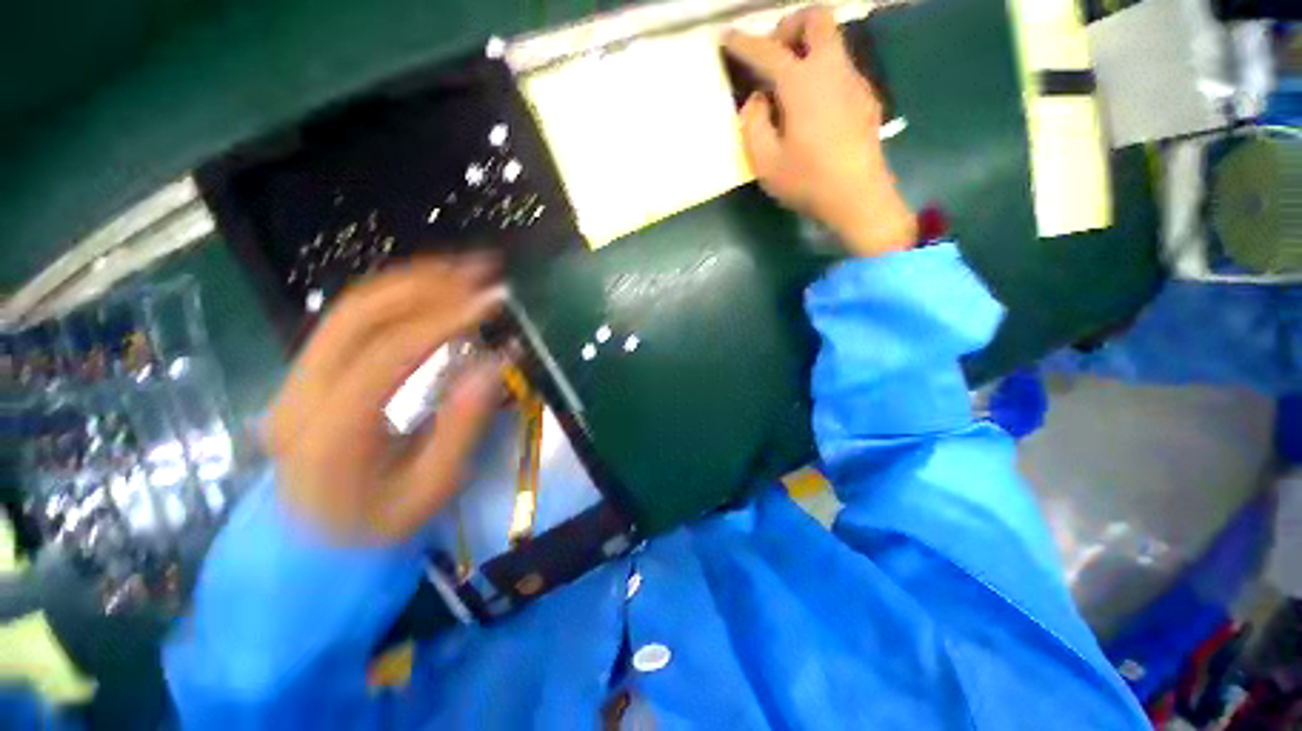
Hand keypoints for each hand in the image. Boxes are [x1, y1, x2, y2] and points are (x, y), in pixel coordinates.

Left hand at [265, 258, 505, 543]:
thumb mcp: (433, 486)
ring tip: (464, 269)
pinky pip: (351, 320)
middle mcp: (300, 393)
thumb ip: (464, 423)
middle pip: (358, 315)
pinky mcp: (308, 372)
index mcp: (330, 433)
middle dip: (426, 284)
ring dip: (412, 281)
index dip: (444, 321)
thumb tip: (495, 360)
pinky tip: (433, 290)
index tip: (492, 301)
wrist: (310, 543)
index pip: (388, 354)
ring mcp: (297, 378)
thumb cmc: (378, 524)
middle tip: (482, 270)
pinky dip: (397, 296)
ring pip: (351, 308)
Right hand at [724, 6, 916, 256]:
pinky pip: (840, 68)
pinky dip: (821, 73)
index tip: (727, 38)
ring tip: (789, 86)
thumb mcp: (766, 162)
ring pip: (832, 42)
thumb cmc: (808, 181)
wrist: (859, 197)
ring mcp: (854, 81)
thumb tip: (757, 100)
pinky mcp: (866, 98)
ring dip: (807, 49)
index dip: (744, 42)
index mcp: (802, 83)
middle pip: (816, 18)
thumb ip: (753, 124)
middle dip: (790, 25)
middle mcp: (831, 69)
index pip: (768, 51)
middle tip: (773, 53)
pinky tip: (812, 108)